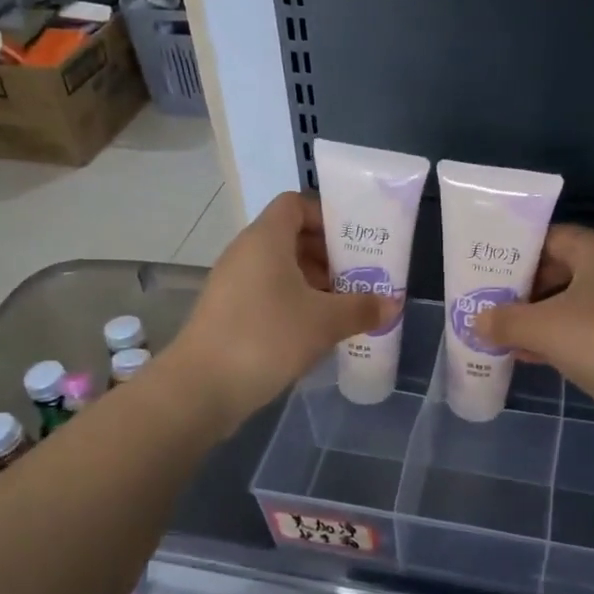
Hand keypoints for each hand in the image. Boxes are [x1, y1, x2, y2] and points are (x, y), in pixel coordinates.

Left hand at [167, 191, 390, 430]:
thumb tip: (392, 302)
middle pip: (290, 237)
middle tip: (358, 278)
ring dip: (313, 283)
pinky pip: (267, 294)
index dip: (326, 217)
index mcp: (265, 239)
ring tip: (343, 307)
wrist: (201, 388)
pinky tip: (315, 331)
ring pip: (279, 269)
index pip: (296, 204)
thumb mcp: (324, 322)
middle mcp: (245, 253)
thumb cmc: (267, 338)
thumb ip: (362, 308)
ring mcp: (232, 284)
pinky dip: (293, 303)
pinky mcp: (227, 313)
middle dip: (327, 255)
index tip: (354, 243)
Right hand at [473, 225, 593, 412]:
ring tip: (506, 337)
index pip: (549, 238)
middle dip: (525, 293)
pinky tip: (537, 358)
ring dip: (543, 321)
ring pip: (577, 304)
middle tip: (491, 309)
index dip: (515, 256)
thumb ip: (505, 321)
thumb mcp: (544, 328)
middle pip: (562, 271)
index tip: (487, 276)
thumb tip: (477, 320)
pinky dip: (566, 340)